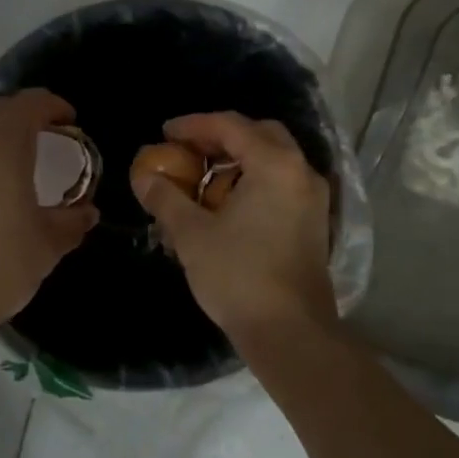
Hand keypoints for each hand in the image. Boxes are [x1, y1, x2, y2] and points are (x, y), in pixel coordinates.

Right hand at [132, 112, 338, 359]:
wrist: (290, 332)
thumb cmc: (239, 275)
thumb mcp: (192, 234)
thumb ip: (166, 198)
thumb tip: (143, 177)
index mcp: (275, 164)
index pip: (230, 125)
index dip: (193, 125)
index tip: (164, 133)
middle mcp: (301, 172)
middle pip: (259, 134)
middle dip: (220, 136)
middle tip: (188, 149)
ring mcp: (313, 198)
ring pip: (274, 159)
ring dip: (238, 159)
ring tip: (203, 177)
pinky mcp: (314, 222)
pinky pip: (281, 183)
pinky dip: (254, 179)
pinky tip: (228, 203)